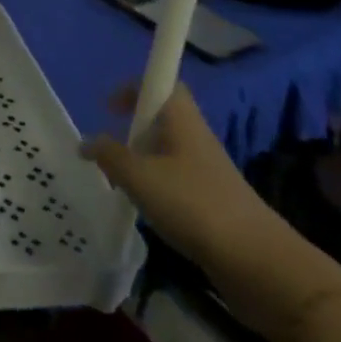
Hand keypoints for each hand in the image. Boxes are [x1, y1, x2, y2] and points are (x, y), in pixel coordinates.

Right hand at [80, 84, 275, 271]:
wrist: (254, 259)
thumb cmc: (192, 203)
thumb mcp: (138, 176)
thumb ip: (108, 155)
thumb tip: (86, 142)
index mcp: (181, 119)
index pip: (162, 82)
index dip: (135, 87)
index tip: (110, 107)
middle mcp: (195, 136)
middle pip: (162, 117)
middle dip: (133, 127)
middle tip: (109, 148)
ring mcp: (206, 169)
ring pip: (167, 150)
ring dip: (141, 159)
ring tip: (121, 181)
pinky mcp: (211, 198)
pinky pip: (175, 177)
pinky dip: (155, 184)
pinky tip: (144, 206)